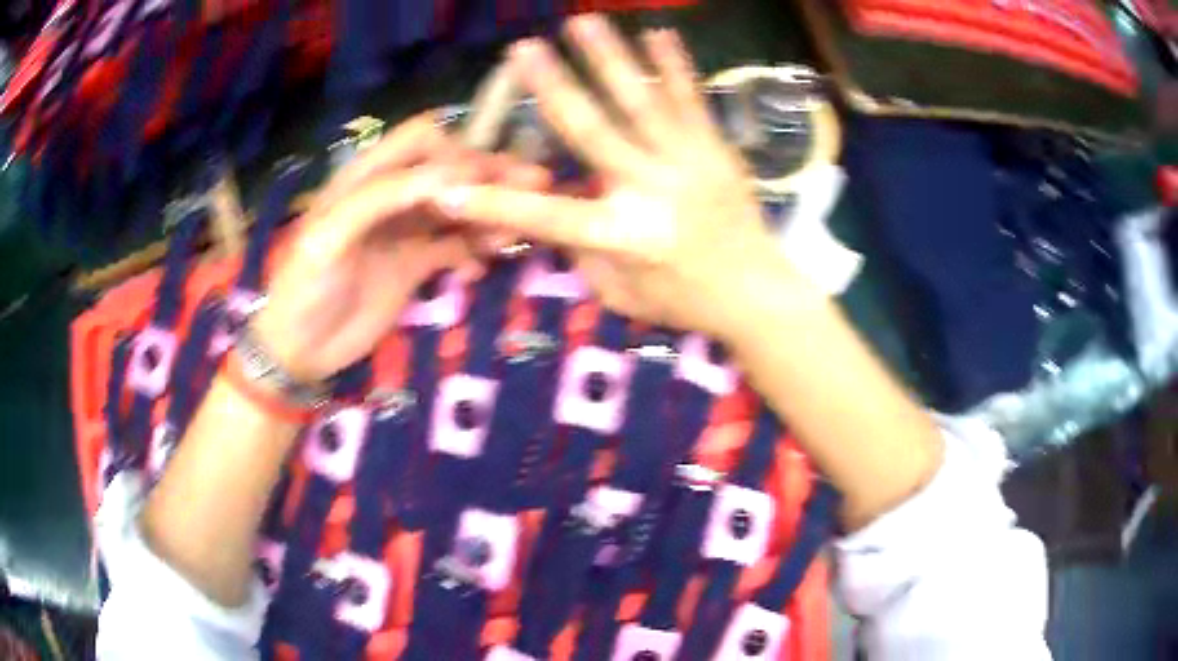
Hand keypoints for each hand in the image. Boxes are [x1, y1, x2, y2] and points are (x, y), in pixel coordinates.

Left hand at [252, 112, 547, 381]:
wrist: (299, 350)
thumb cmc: (304, 287)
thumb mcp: (331, 236)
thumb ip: (385, 197)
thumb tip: (454, 175)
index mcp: (366, 177)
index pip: (421, 142)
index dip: (454, 150)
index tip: (481, 180)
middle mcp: (392, 196)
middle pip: (449, 171)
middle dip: (489, 175)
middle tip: (534, 187)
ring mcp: (406, 231)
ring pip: (458, 208)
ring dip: (488, 214)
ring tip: (512, 235)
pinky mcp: (416, 265)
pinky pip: (456, 248)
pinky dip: (475, 252)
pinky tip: (482, 268)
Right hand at [434, 16, 819, 342]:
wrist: (758, 293)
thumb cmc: (686, 301)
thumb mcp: (622, 295)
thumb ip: (584, 254)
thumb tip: (562, 211)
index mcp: (623, 235)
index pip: (545, 216)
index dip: (492, 204)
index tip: (446, 187)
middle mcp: (651, 189)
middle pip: (592, 130)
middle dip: (551, 86)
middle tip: (522, 49)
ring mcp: (688, 162)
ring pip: (641, 101)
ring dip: (608, 58)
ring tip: (583, 21)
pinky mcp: (716, 149)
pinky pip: (692, 100)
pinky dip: (674, 65)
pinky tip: (659, 32)